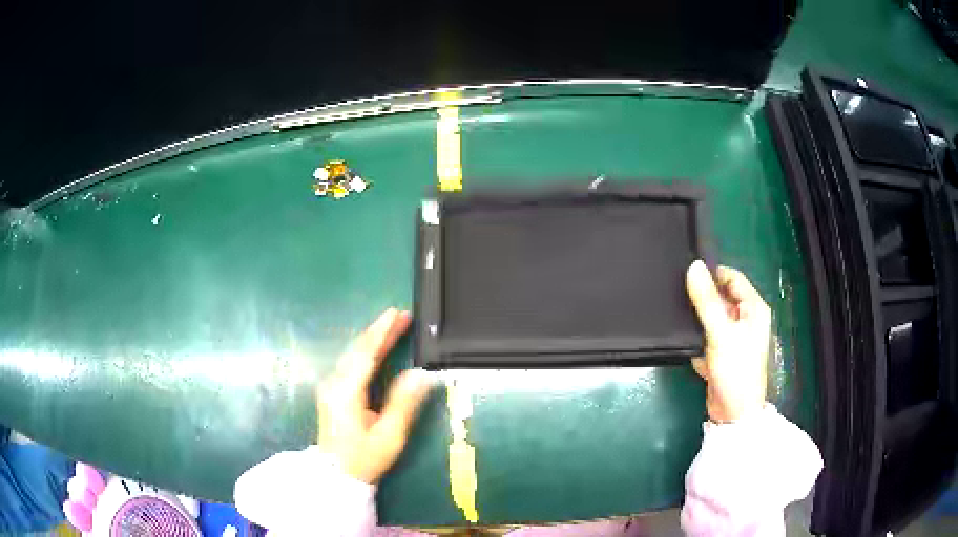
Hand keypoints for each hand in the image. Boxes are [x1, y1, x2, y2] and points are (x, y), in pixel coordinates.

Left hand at [317, 308, 433, 483]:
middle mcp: (335, 384)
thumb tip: (421, 375)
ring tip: (393, 327)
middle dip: (379, 331)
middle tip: (401, 316)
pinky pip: (350, 364)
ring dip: (372, 340)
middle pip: (357, 350)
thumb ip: (404, 403)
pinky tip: (376, 349)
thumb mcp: (389, 435)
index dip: (382, 332)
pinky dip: (365, 352)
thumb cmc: (364, 458)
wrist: (336, 475)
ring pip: (352, 355)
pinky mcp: (332, 393)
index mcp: (347, 392)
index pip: (365, 354)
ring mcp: (331, 388)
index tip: (397, 314)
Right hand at [685, 260, 769, 422]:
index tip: (687, 274)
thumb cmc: (736, 369)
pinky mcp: (722, 353)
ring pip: (711, 318)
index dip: (712, 274)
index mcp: (753, 308)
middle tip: (678, 294)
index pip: (732, 278)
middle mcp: (745, 319)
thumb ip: (706, 300)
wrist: (733, 413)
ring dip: (697, 320)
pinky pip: (706, 336)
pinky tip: (689, 346)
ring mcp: (734, 337)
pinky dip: (698, 339)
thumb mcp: (720, 332)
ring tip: (679, 317)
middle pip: (721, 297)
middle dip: (702, 298)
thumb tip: (693, 267)